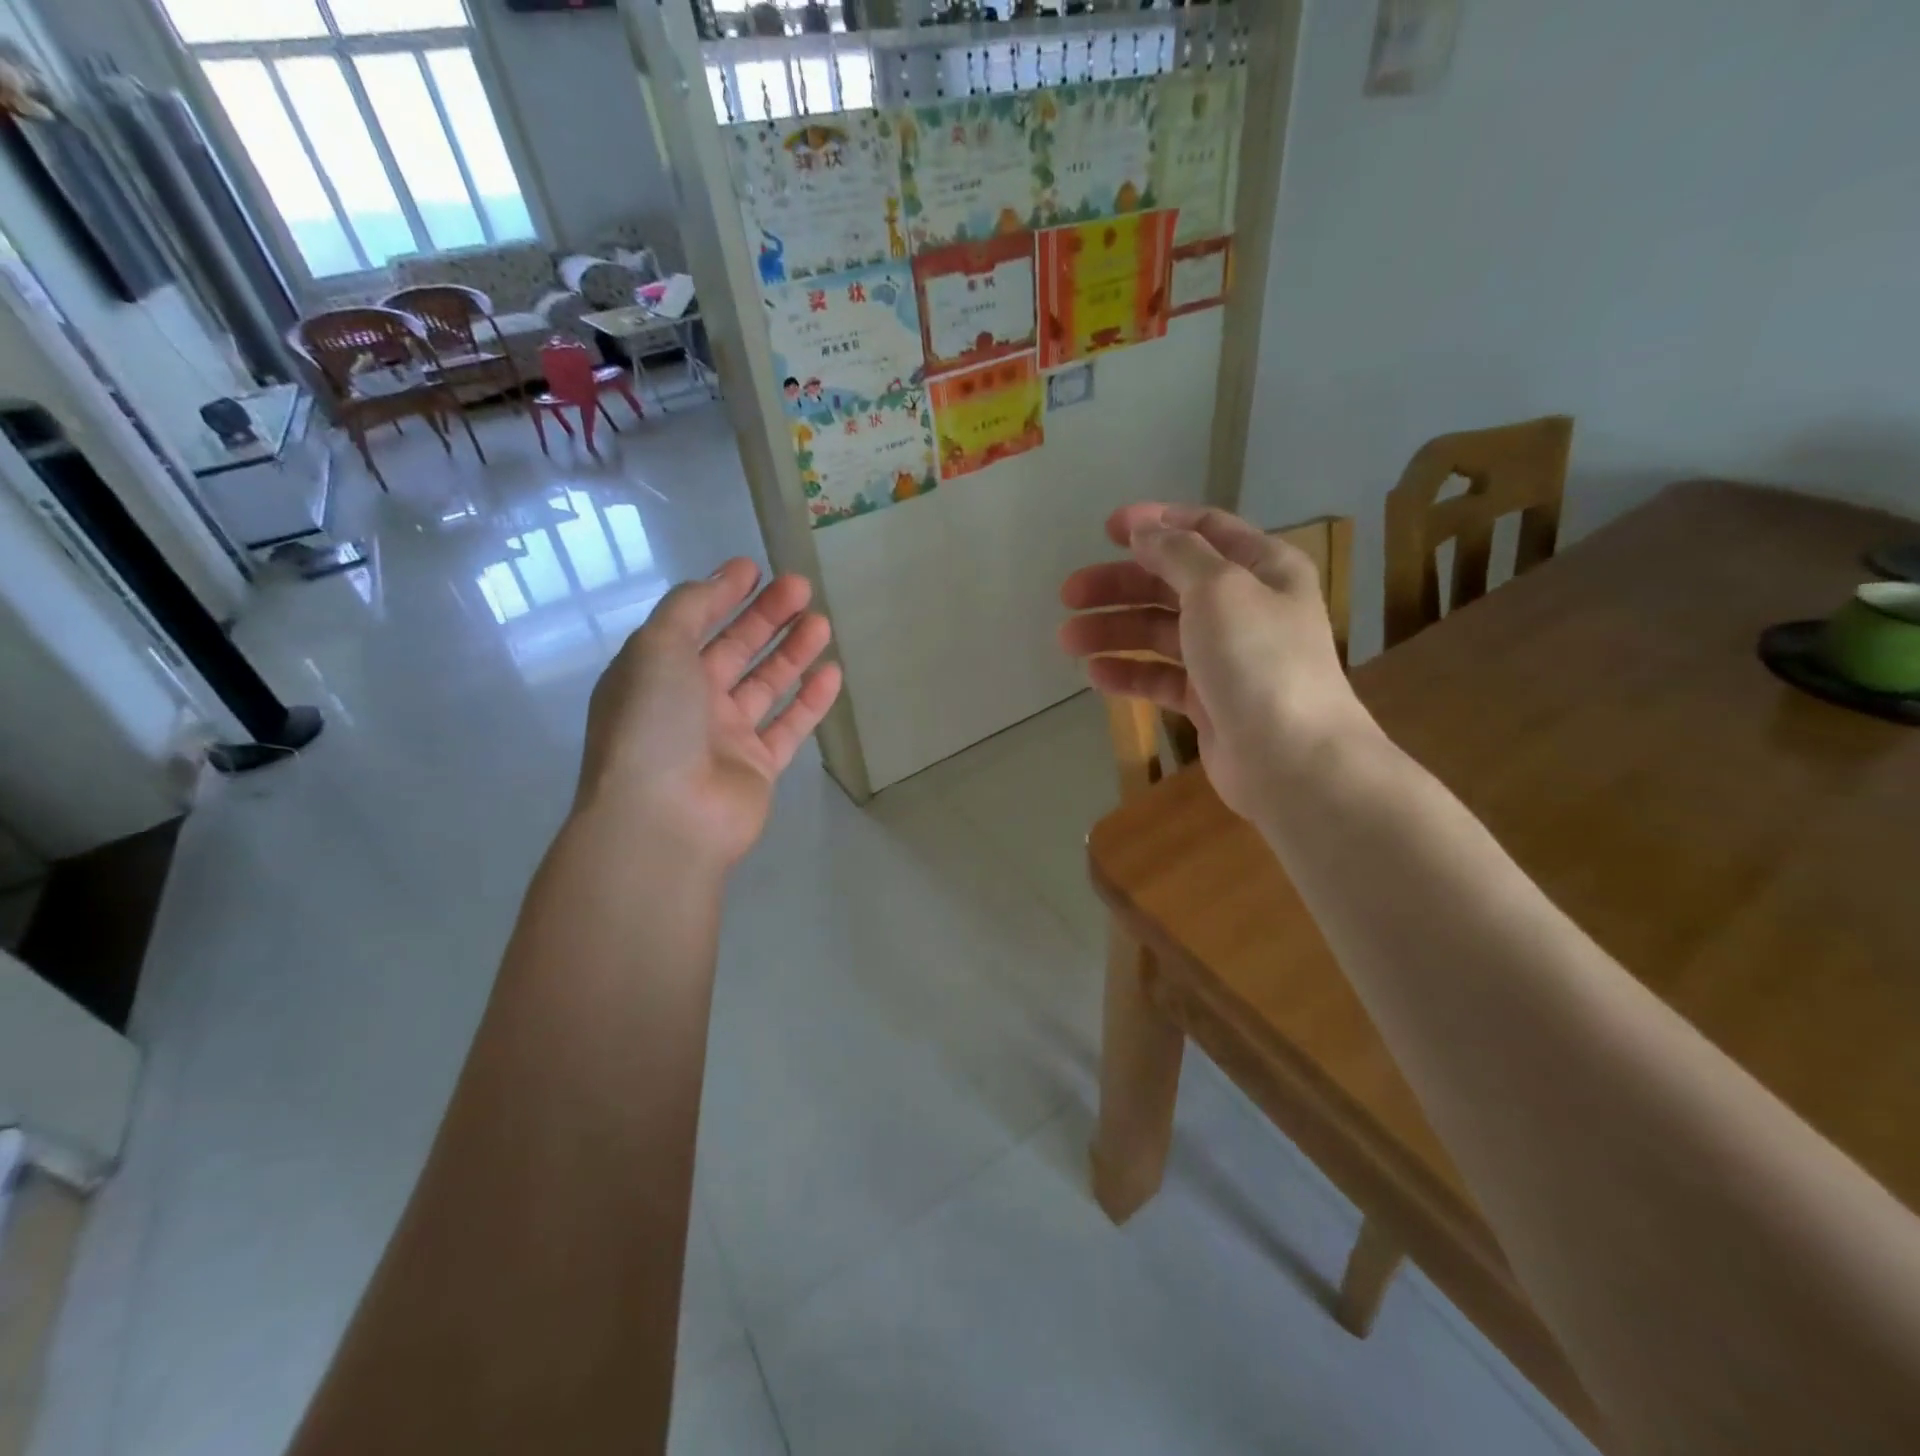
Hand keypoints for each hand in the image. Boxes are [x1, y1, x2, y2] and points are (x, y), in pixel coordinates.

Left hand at [576, 559, 842, 868]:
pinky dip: (811, 700)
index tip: (755, 568)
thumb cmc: (653, 724)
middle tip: (802, 588)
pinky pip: (789, 726)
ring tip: (822, 622)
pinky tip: (832, 674)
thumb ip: (689, 607)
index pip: (693, 623)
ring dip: (792, 652)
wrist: (665, 819)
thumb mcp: (657, 647)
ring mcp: (725, 738)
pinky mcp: (758, 768)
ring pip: (766, 685)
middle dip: (766, 617)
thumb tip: (718, 580)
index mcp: (656, 673)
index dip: (722, 594)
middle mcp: (689, 703)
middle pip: (734, 650)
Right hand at [1059, 504, 1370, 818]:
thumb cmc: (1258, 660)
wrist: (1291, 758)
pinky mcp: (1209, 700)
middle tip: (1069, 593)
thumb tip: (1144, 529)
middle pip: (1171, 583)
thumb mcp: (1219, 588)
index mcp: (1262, 567)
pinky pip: (1161, 677)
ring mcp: (1227, 656)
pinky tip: (1095, 674)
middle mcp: (1246, 606)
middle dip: (1119, 585)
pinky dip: (1129, 673)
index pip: (1205, 529)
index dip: (1156, 524)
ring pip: (1160, 632)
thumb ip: (1177, 553)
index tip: (1107, 529)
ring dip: (1114, 630)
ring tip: (1068, 639)